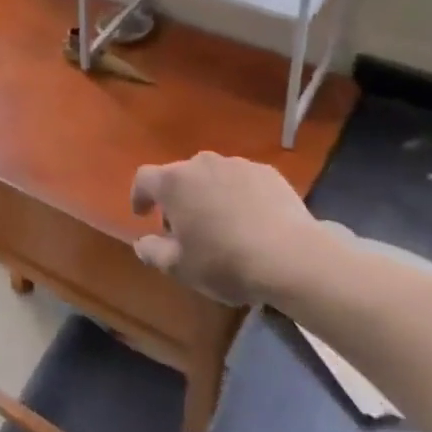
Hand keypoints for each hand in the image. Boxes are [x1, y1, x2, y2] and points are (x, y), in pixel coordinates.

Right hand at [130, 152, 344, 305]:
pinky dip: (239, 195)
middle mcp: (202, 163)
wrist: (292, 257)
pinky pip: (242, 181)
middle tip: (186, 230)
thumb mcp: (180, 268)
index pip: (144, 178)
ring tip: (221, 225)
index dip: (139, 195)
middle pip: (179, 176)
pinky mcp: (267, 172)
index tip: (142, 215)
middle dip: (177, 199)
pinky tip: (251, 221)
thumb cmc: (225, 262)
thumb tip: (142, 242)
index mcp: (174, 182)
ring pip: (212, 176)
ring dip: (209, 195)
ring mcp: (237, 164)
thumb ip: (152, 252)